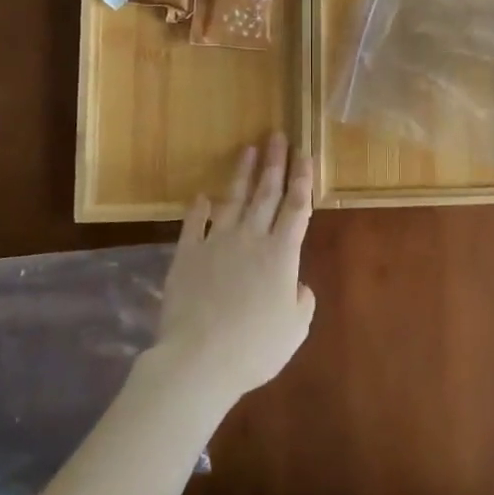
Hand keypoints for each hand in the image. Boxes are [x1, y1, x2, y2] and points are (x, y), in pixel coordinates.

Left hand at [154, 132, 315, 408]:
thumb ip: (301, 300)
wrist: (198, 359)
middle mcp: (251, 238)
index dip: (303, 179)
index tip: (305, 153)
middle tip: (277, 135)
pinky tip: (201, 196)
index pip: (297, 207)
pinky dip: (198, 209)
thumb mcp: (295, 328)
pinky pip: (194, 225)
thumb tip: (297, 284)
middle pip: (266, 193)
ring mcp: (216, 243)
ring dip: (242, 174)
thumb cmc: (255, 347)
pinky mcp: (187, 255)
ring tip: (248, 149)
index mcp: (282, 253)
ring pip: (233, 200)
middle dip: (275, 163)